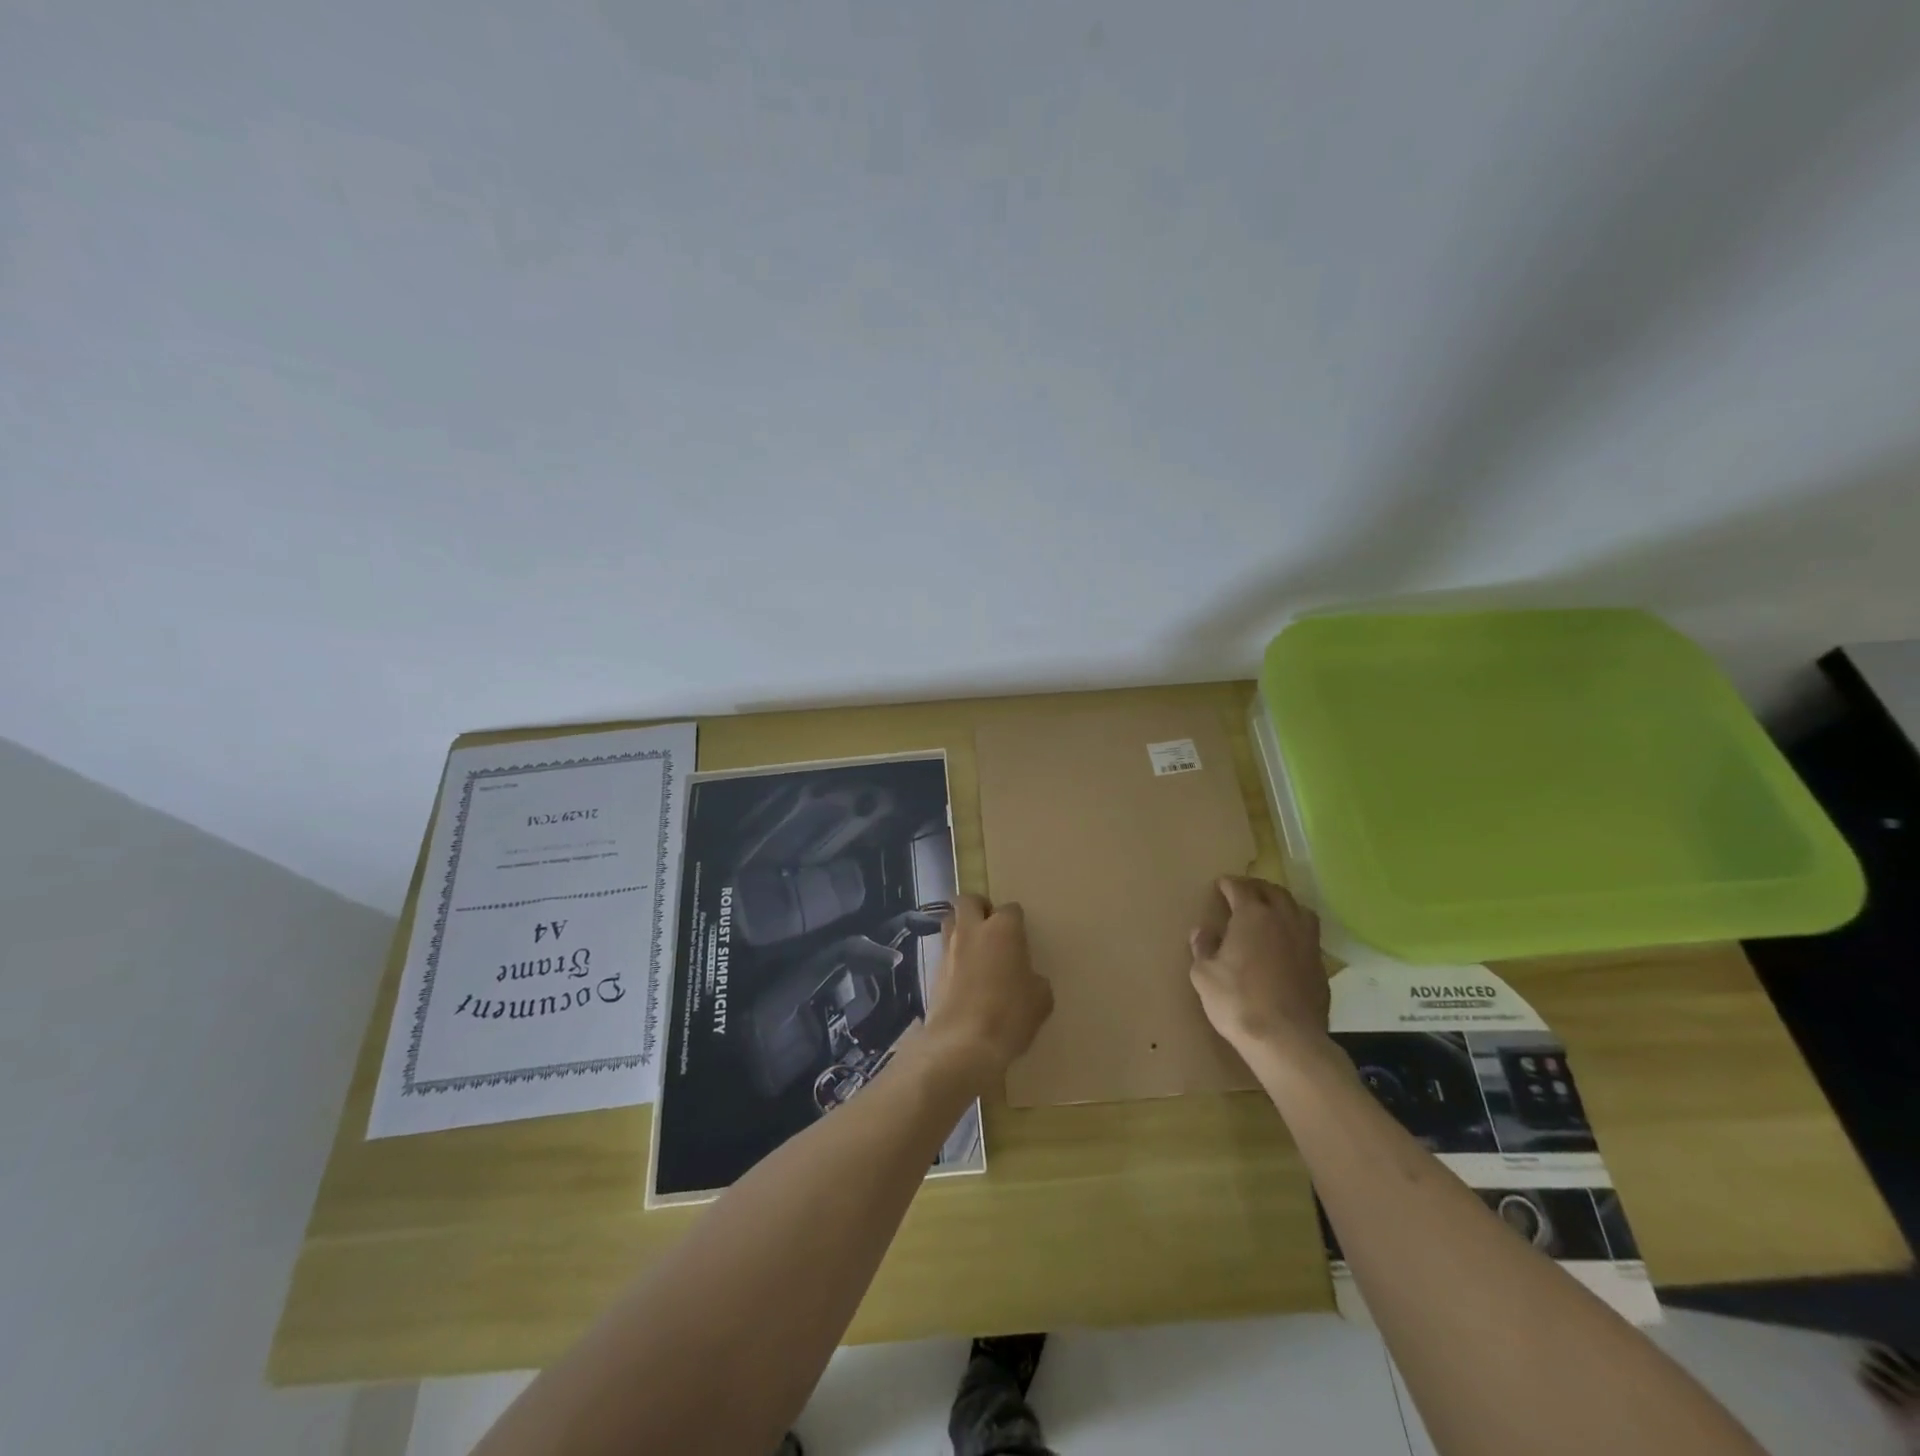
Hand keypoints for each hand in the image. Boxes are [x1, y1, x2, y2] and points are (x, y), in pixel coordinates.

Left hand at [925, 895, 1053, 1083]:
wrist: (962, 1044)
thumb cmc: (1009, 1016)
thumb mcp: (1040, 1000)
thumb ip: (1035, 980)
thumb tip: (1027, 979)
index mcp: (1002, 929)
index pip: (1011, 909)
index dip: (1016, 921)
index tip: (1022, 938)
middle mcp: (972, 930)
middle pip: (969, 900)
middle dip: (980, 907)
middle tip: (992, 927)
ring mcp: (949, 949)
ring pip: (950, 921)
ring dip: (962, 928)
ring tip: (976, 950)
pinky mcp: (933, 971)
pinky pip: (944, 952)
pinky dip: (954, 957)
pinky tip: (965, 978)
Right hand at [1188, 876, 1328, 1055]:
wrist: (1286, 1039)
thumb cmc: (1238, 1001)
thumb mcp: (1204, 974)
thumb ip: (1203, 948)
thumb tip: (1202, 931)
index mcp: (1253, 916)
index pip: (1240, 888)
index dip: (1229, 884)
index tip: (1221, 885)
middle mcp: (1284, 920)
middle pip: (1273, 892)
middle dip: (1257, 888)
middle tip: (1244, 891)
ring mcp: (1307, 942)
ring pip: (1299, 909)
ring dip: (1283, 904)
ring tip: (1272, 910)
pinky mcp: (1320, 965)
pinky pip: (1308, 935)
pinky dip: (1296, 930)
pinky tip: (1287, 943)